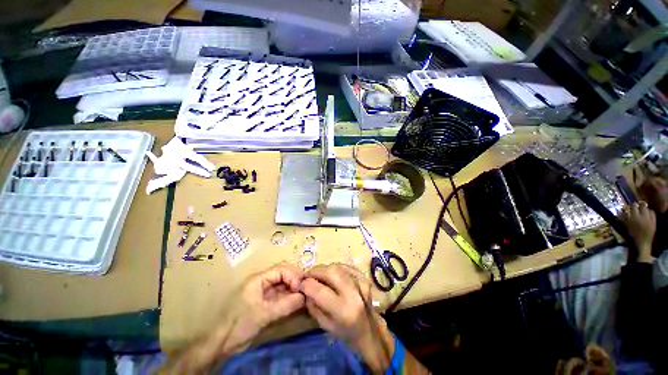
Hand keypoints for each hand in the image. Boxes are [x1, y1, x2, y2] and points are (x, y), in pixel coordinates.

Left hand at [234, 264, 305, 339]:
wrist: (223, 344)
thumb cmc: (240, 324)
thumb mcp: (264, 314)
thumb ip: (285, 305)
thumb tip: (305, 297)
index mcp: (259, 279)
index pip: (281, 270)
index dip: (293, 276)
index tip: (301, 288)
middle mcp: (263, 282)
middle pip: (284, 275)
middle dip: (295, 281)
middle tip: (306, 291)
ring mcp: (265, 293)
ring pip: (284, 286)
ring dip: (294, 290)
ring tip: (305, 297)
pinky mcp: (266, 304)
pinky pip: (282, 297)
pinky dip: (290, 299)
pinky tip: (298, 303)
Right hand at [301, 264, 393, 371]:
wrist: (369, 329)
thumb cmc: (345, 332)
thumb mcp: (325, 325)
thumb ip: (313, 305)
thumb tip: (304, 287)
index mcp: (344, 310)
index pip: (321, 291)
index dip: (307, 284)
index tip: (300, 283)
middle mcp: (354, 293)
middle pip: (331, 272)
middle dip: (315, 271)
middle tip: (307, 275)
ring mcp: (361, 282)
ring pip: (337, 266)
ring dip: (324, 268)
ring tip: (317, 275)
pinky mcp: (364, 277)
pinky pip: (345, 266)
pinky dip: (335, 268)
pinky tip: (331, 274)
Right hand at [620, 202, 655, 262]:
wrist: (641, 245)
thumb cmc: (631, 237)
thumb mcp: (625, 227)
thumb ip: (622, 218)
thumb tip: (620, 211)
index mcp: (634, 218)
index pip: (633, 206)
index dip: (631, 205)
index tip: (629, 206)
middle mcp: (643, 217)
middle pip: (642, 205)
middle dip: (639, 206)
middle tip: (636, 207)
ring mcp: (650, 219)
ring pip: (648, 209)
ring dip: (645, 209)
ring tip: (642, 212)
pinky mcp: (654, 222)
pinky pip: (653, 214)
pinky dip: (650, 213)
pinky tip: (647, 216)